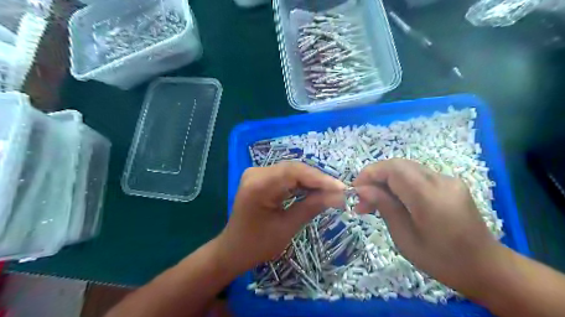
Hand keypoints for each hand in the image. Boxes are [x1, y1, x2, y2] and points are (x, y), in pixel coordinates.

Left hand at [216, 161, 344, 273]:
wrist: (233, 250)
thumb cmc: (257, 245)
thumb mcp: (287, 227)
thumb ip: (312, 207)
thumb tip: (338, 195)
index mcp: (258, 185)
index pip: (294, 172)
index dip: (320, 178)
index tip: (341, 188)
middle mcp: (256, 173)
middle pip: (293, 169)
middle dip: (317, 180)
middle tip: (339, 191)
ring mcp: (257, 173)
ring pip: (291, 171)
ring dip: (311, 181)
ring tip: (331, 191)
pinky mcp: (260, 178)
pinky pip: (285, 176)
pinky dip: (301, 183)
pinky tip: (314, 191)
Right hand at [351, 158, 508, 292]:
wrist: (485, 267)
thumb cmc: (441, 260)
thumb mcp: (404, 238)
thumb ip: (384, 207)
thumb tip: (361, 189)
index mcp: (430, 198)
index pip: (393, 169)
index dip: (370, 173)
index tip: (355, 190)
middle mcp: (441, 181)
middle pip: (399, 164)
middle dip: (375, 176)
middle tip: (363, 198)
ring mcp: (448, 180)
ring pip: (407, 168)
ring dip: (386, 180)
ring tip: (374, 201)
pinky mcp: (450, 182)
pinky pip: (417, 175)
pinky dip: (399, 183)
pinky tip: (394, 199)